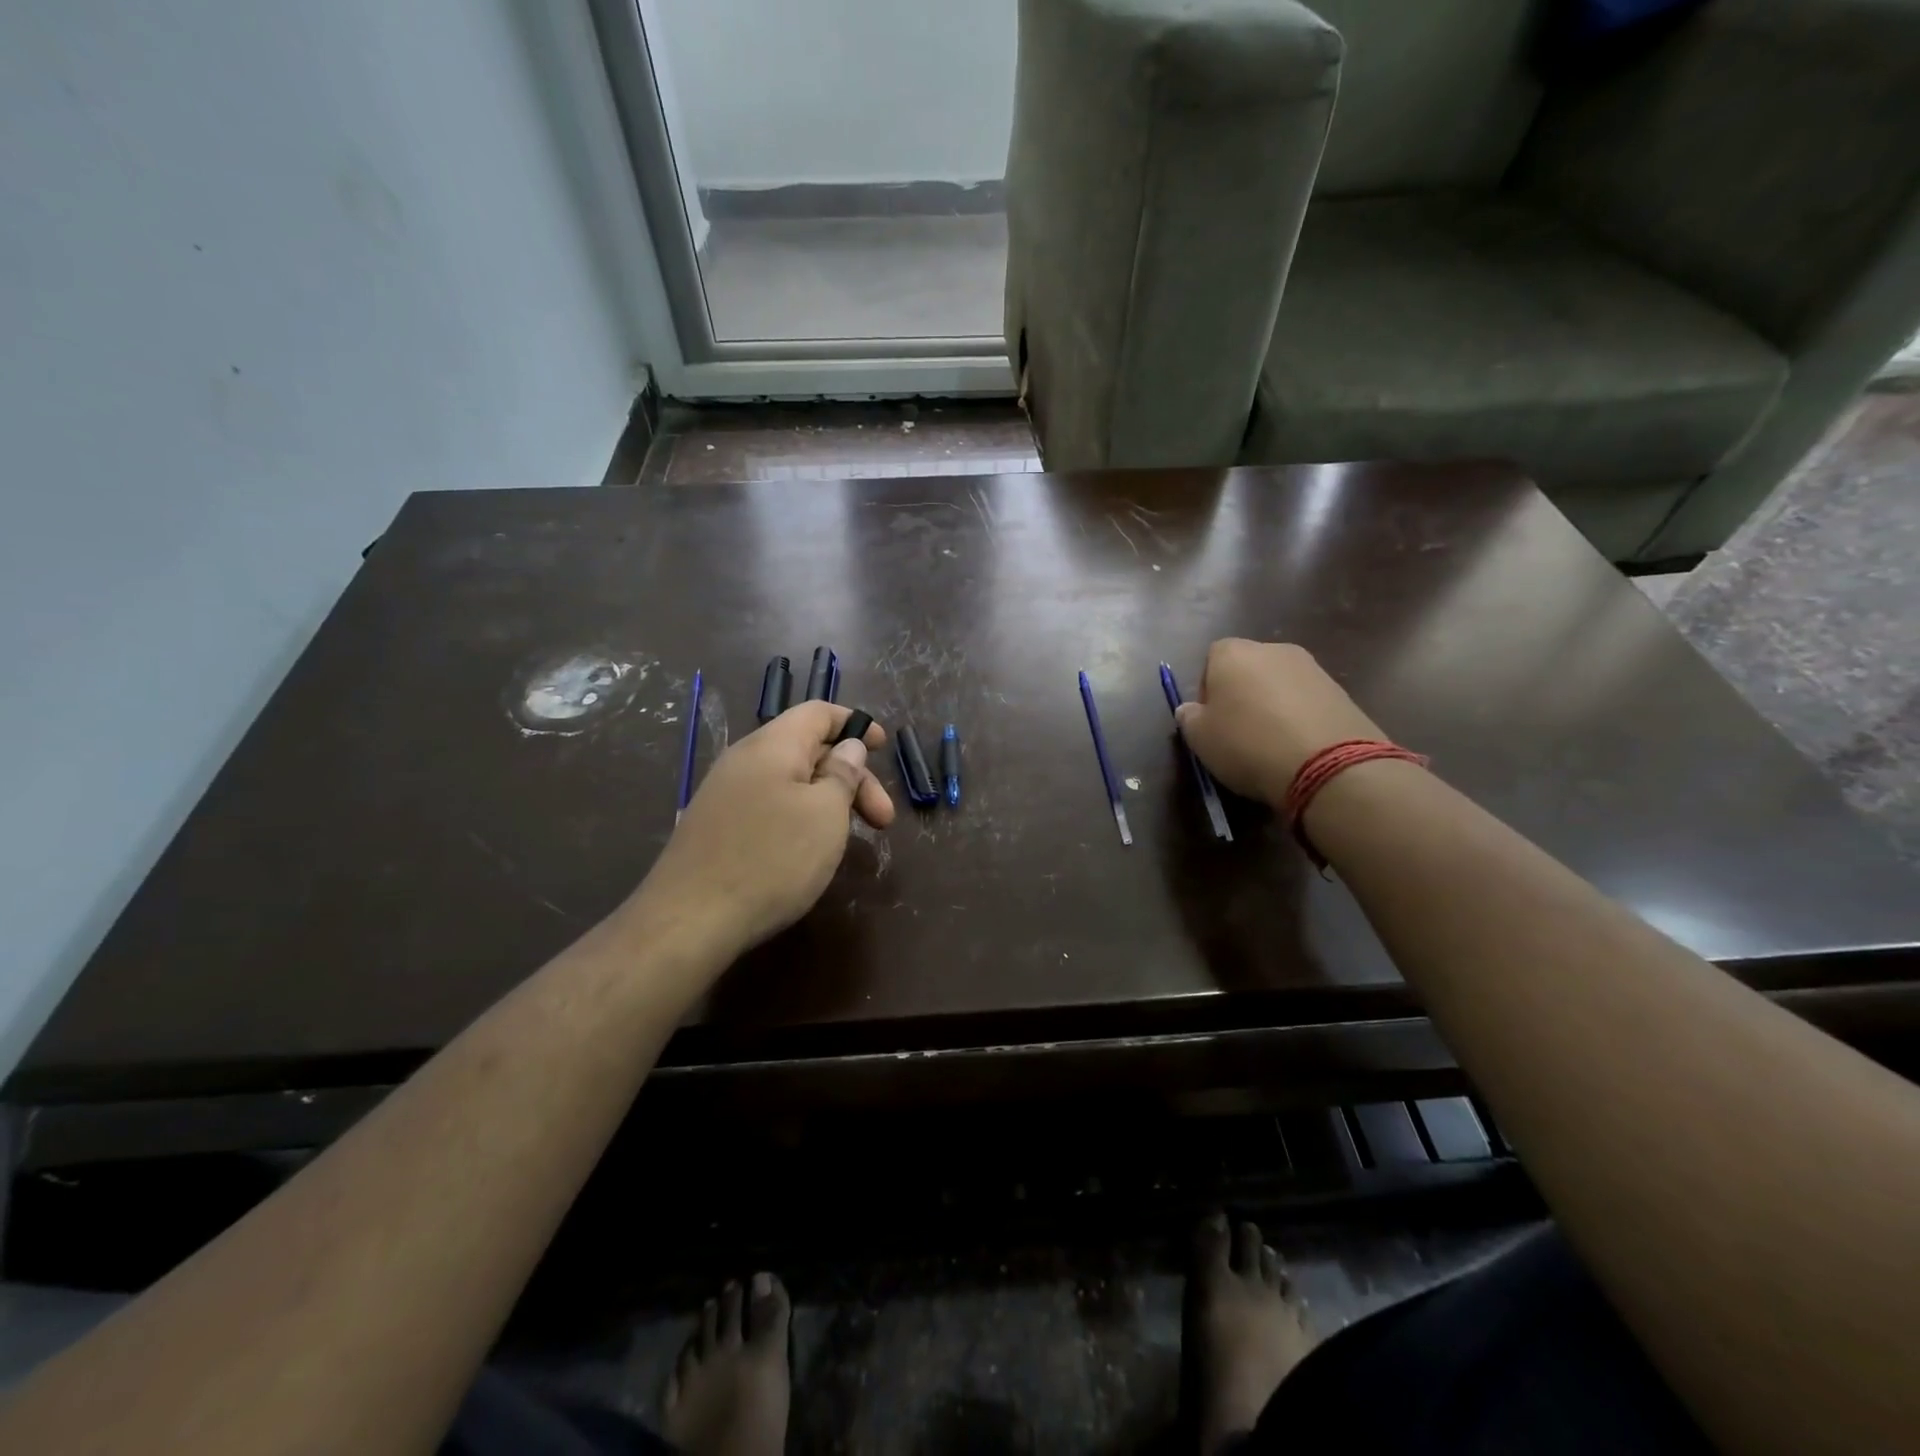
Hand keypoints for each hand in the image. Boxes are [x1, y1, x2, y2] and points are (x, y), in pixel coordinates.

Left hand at [628, 702, 893, 962]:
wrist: (689, 920)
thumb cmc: (771, 859)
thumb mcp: (825, 813)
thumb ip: (842, 773)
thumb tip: (848, 746)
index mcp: (772, 744)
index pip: (818, 712)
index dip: (854, 723)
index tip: (884, 747)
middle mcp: (745, 760)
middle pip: (808, 750)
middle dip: (852, 777)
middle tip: (883, 821)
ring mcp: (725, 794)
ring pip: (790, 781)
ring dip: (828, 801)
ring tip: (851, 837)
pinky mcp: (716, 827)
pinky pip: (769, 805)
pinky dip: (800, 817)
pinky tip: (810, 850)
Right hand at [1173, 640, 1383, 806]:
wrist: (1328, 764)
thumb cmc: (1247, 744)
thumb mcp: (1200, 739)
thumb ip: (1189, 718)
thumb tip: (1190, 709)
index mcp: (1233, 653)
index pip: (1211, 659)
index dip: (1207, 689)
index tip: (1210, 719)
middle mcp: (1273, 650)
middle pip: (1248, 668)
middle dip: (1242, 694)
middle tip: (1238, 731)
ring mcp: (1312, 667)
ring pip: (1279, 684)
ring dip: (1272, 705)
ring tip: (1271, 742)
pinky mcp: (1340, 690)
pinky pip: (1307, 701)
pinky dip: (1299, 717)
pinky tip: (1298, 746)